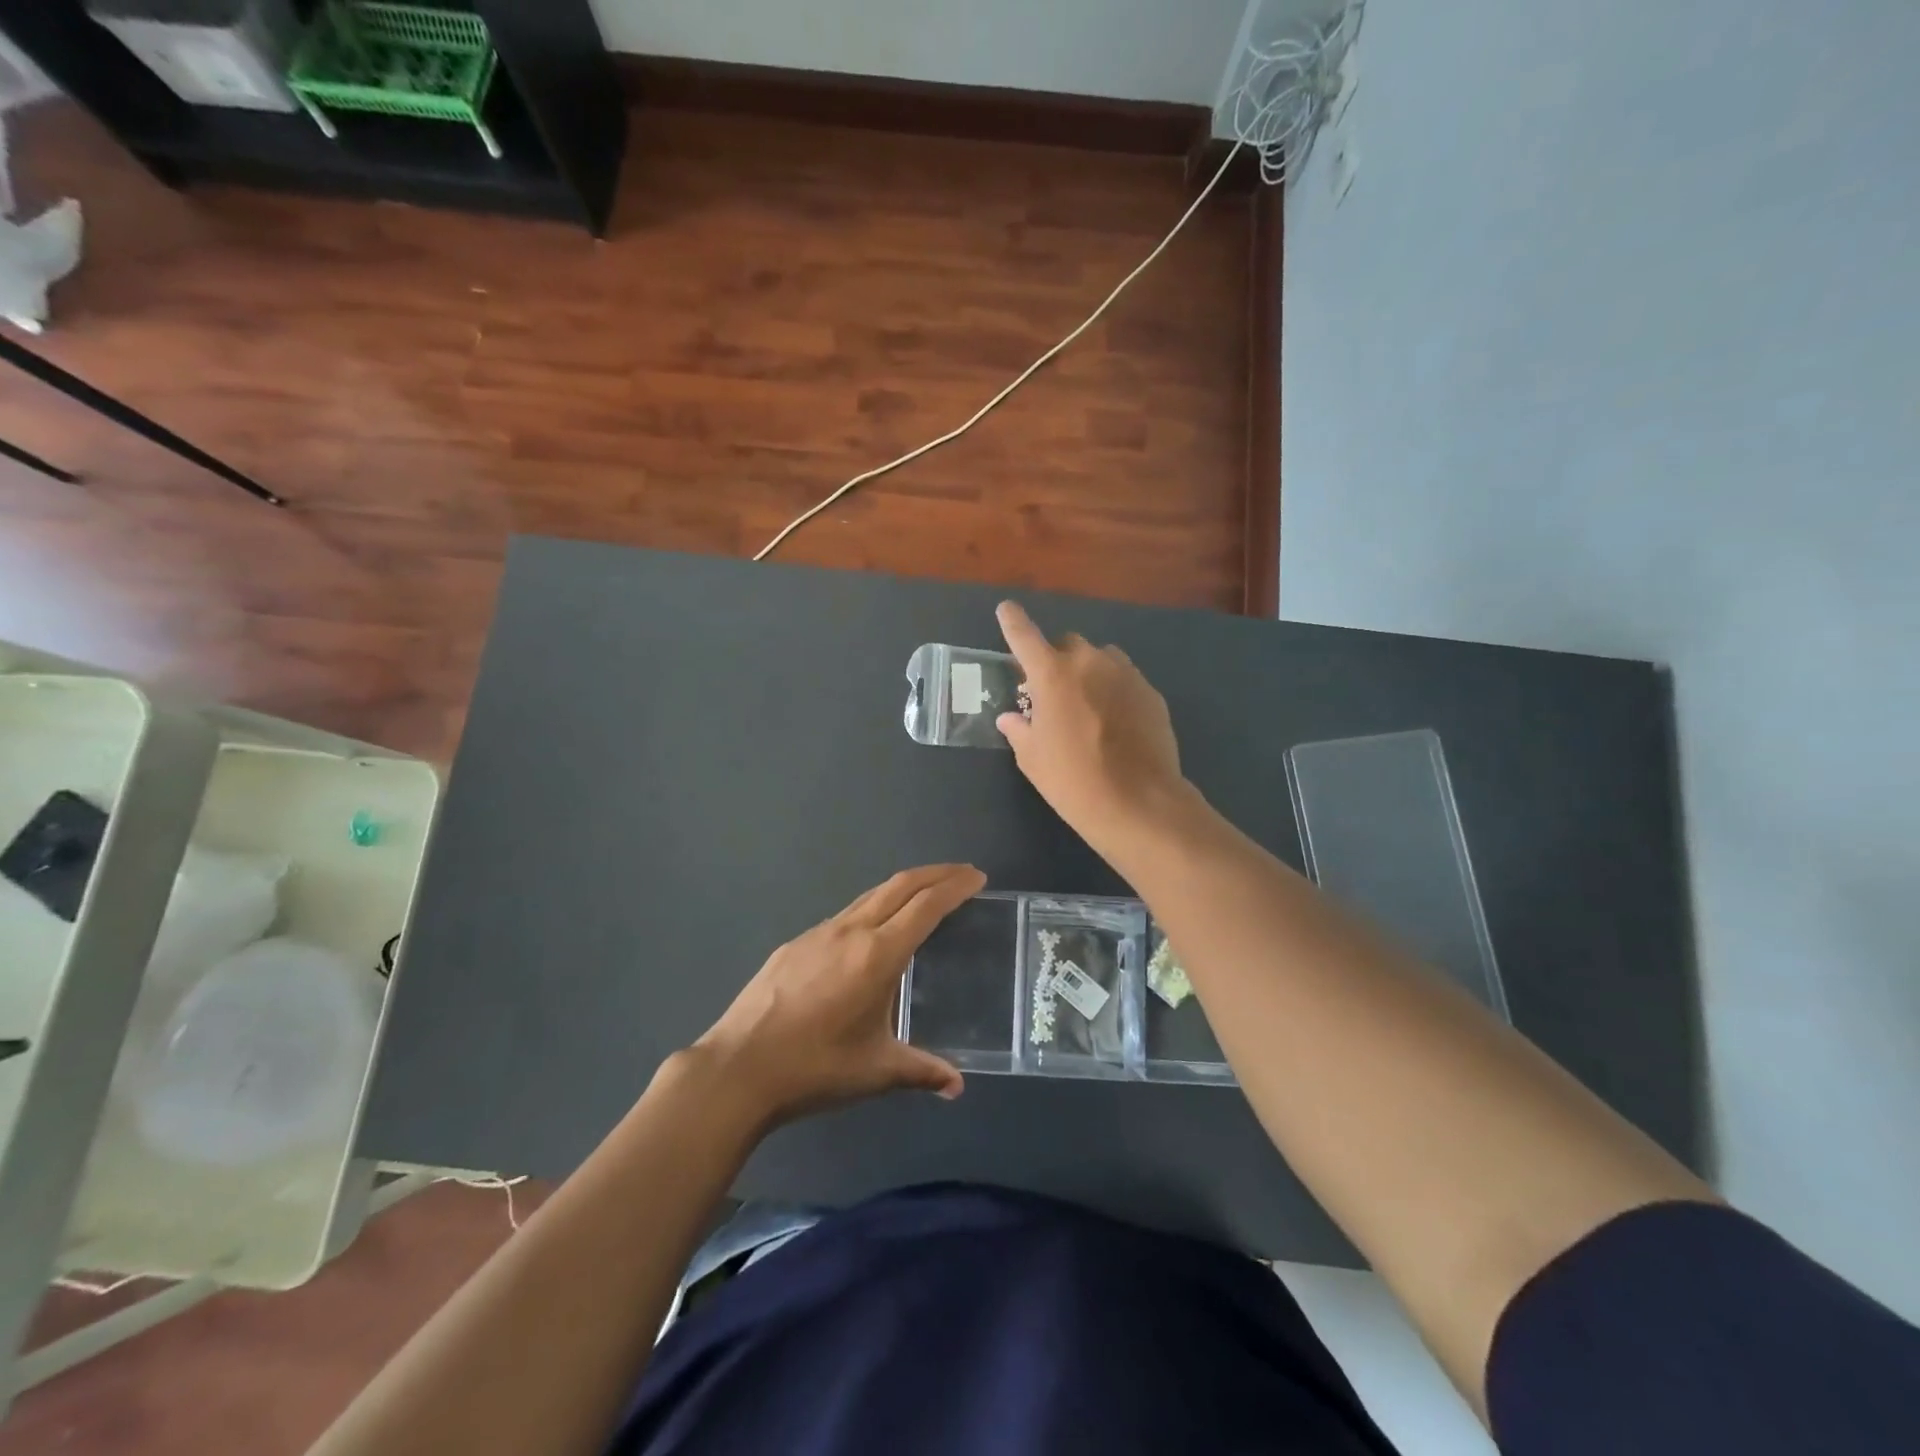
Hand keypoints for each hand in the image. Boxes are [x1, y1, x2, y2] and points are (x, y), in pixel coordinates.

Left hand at [694, 864, 985, 1126]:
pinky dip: (871, 909)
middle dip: (935, 874)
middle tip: (962, 874)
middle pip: (900, 885)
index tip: (977, 877)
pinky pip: (844, 916)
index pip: (926, 906)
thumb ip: (922, 1071)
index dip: (954, 887)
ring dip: (902, 888)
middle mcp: (851, 931)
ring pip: (870, 896)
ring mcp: (819, 933)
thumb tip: (957, 1086)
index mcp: (878, 954)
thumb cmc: (815, 1068)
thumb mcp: (876, 1071)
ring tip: (923, 897)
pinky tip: (869, 935)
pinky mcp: (795, 944)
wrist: (738, 1068)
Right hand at [994, 601, 1186, 851]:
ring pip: (1101, 658)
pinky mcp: (1151, 692)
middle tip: (1052, 692)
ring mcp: (1126, 674)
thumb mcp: (1033, 759)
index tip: (1006, 609)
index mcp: (1052, 674)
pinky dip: (1114, 690)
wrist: (1139, 802)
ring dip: (1089, 671)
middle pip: (1068, 644)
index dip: (1012, 621)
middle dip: (1057, 659)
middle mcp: (1090, 663)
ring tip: (1087, 705)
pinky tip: (1114, 722)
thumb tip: (1012, 718)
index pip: (1024, 635)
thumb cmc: (1073, 781)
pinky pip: (1125, 679)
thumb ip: (1020, 730)